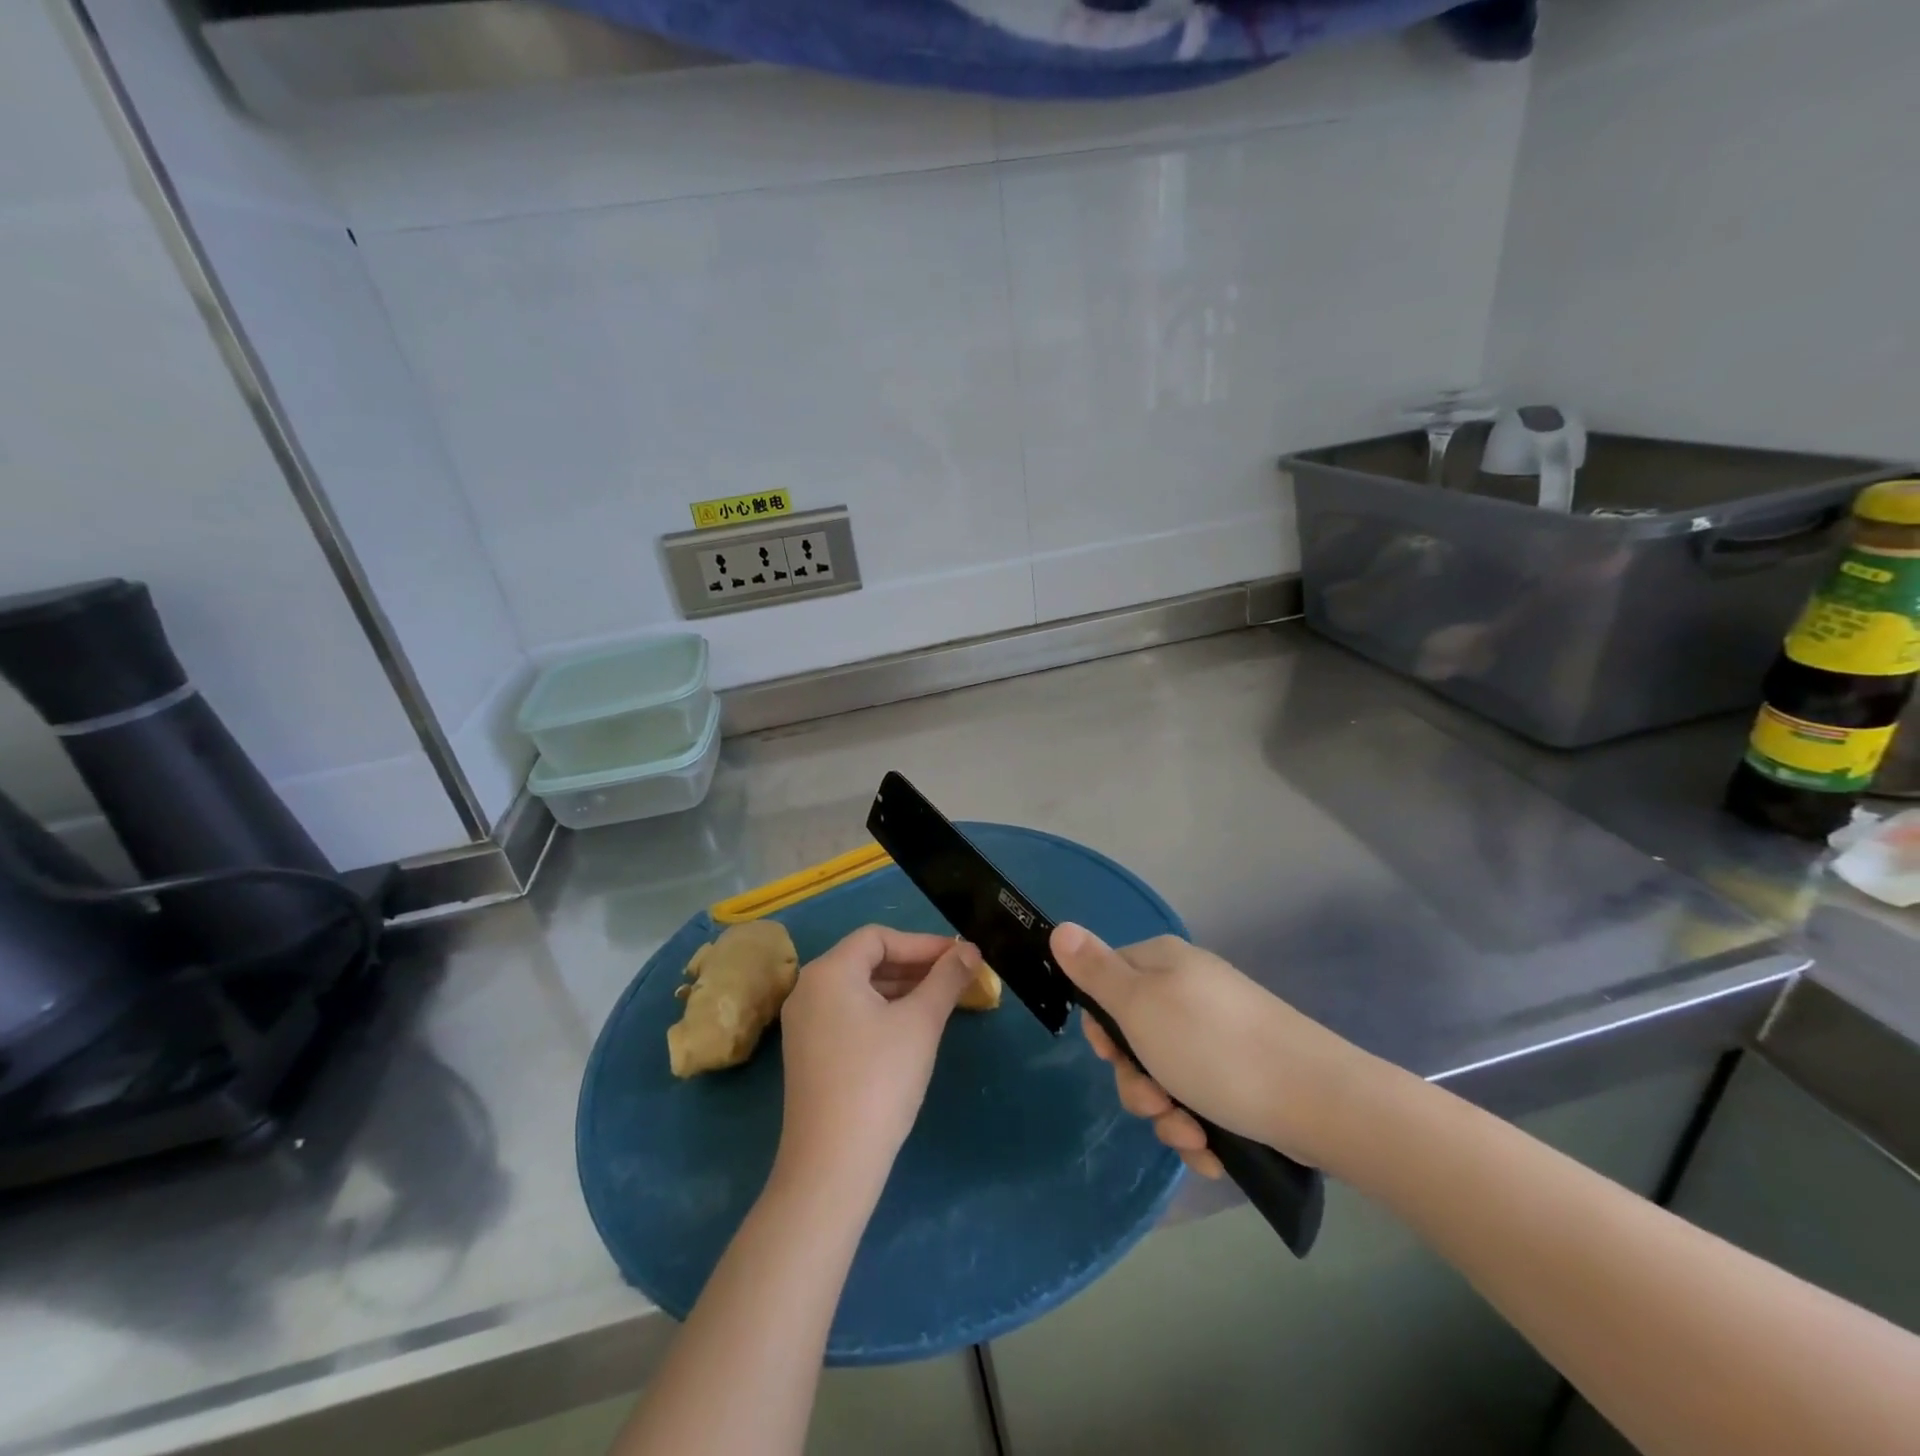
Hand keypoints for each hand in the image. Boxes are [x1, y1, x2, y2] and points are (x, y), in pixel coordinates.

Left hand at [774, 926, 978, 1191]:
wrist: (832, 1165)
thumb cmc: (880, 1080)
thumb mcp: (921, 1023)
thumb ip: (947, 978)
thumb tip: (970, 949)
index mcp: (829, 972)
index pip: (879, 937)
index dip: (922, 943)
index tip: (960, 957)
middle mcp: (808, 989)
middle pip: (867, 960)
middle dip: (914, 966)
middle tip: (956, 977)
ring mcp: (803, 1024)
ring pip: (859, 989)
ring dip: (901, 989)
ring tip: (942, 1001)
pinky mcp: (808, 1053)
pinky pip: (849, 1014)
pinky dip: (881, 1012)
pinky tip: (911, 1030)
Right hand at [1052, 925, 1368, 1174]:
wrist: (1320, 1101)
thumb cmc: (1216, 1048)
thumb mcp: (1140, 1006)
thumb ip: (1095, 971)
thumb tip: (1059, 928)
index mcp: (1164, 964)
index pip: (1107, 980)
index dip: (1102, 1024)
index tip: (1111, 1054)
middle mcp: (1191, 992)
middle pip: (1135, 1037)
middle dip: (1138, 1082)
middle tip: (1156, 1101)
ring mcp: (1220, 1035)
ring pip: (1166, 1077)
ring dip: (1168, 1115)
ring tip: (1192, 1137)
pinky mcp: (1244, 1075)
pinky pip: (1201, 1101)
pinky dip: (1200, 1129)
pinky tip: (1212, 1151)